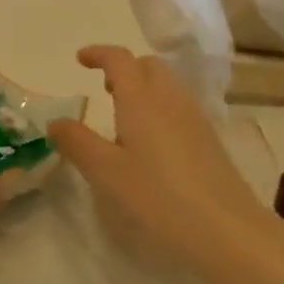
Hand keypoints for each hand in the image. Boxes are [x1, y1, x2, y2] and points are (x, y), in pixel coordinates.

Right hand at [50, 45, 265, 265]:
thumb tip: (55, 121)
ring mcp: (194, 118)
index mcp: (141, 99)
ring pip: (167, 85)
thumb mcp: (106, 172)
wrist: (227, 230)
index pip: (119, 59)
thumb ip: (77, 142)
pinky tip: (152, 144)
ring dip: (143, 87)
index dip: (98, 53)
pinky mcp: (209, 140)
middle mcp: (169, 99)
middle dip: (125, 69)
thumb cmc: (158, 197)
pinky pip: (179, 106)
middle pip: (148, 65)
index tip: (80, 59)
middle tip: (104, 90)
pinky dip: (160, 108)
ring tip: (125, 118)